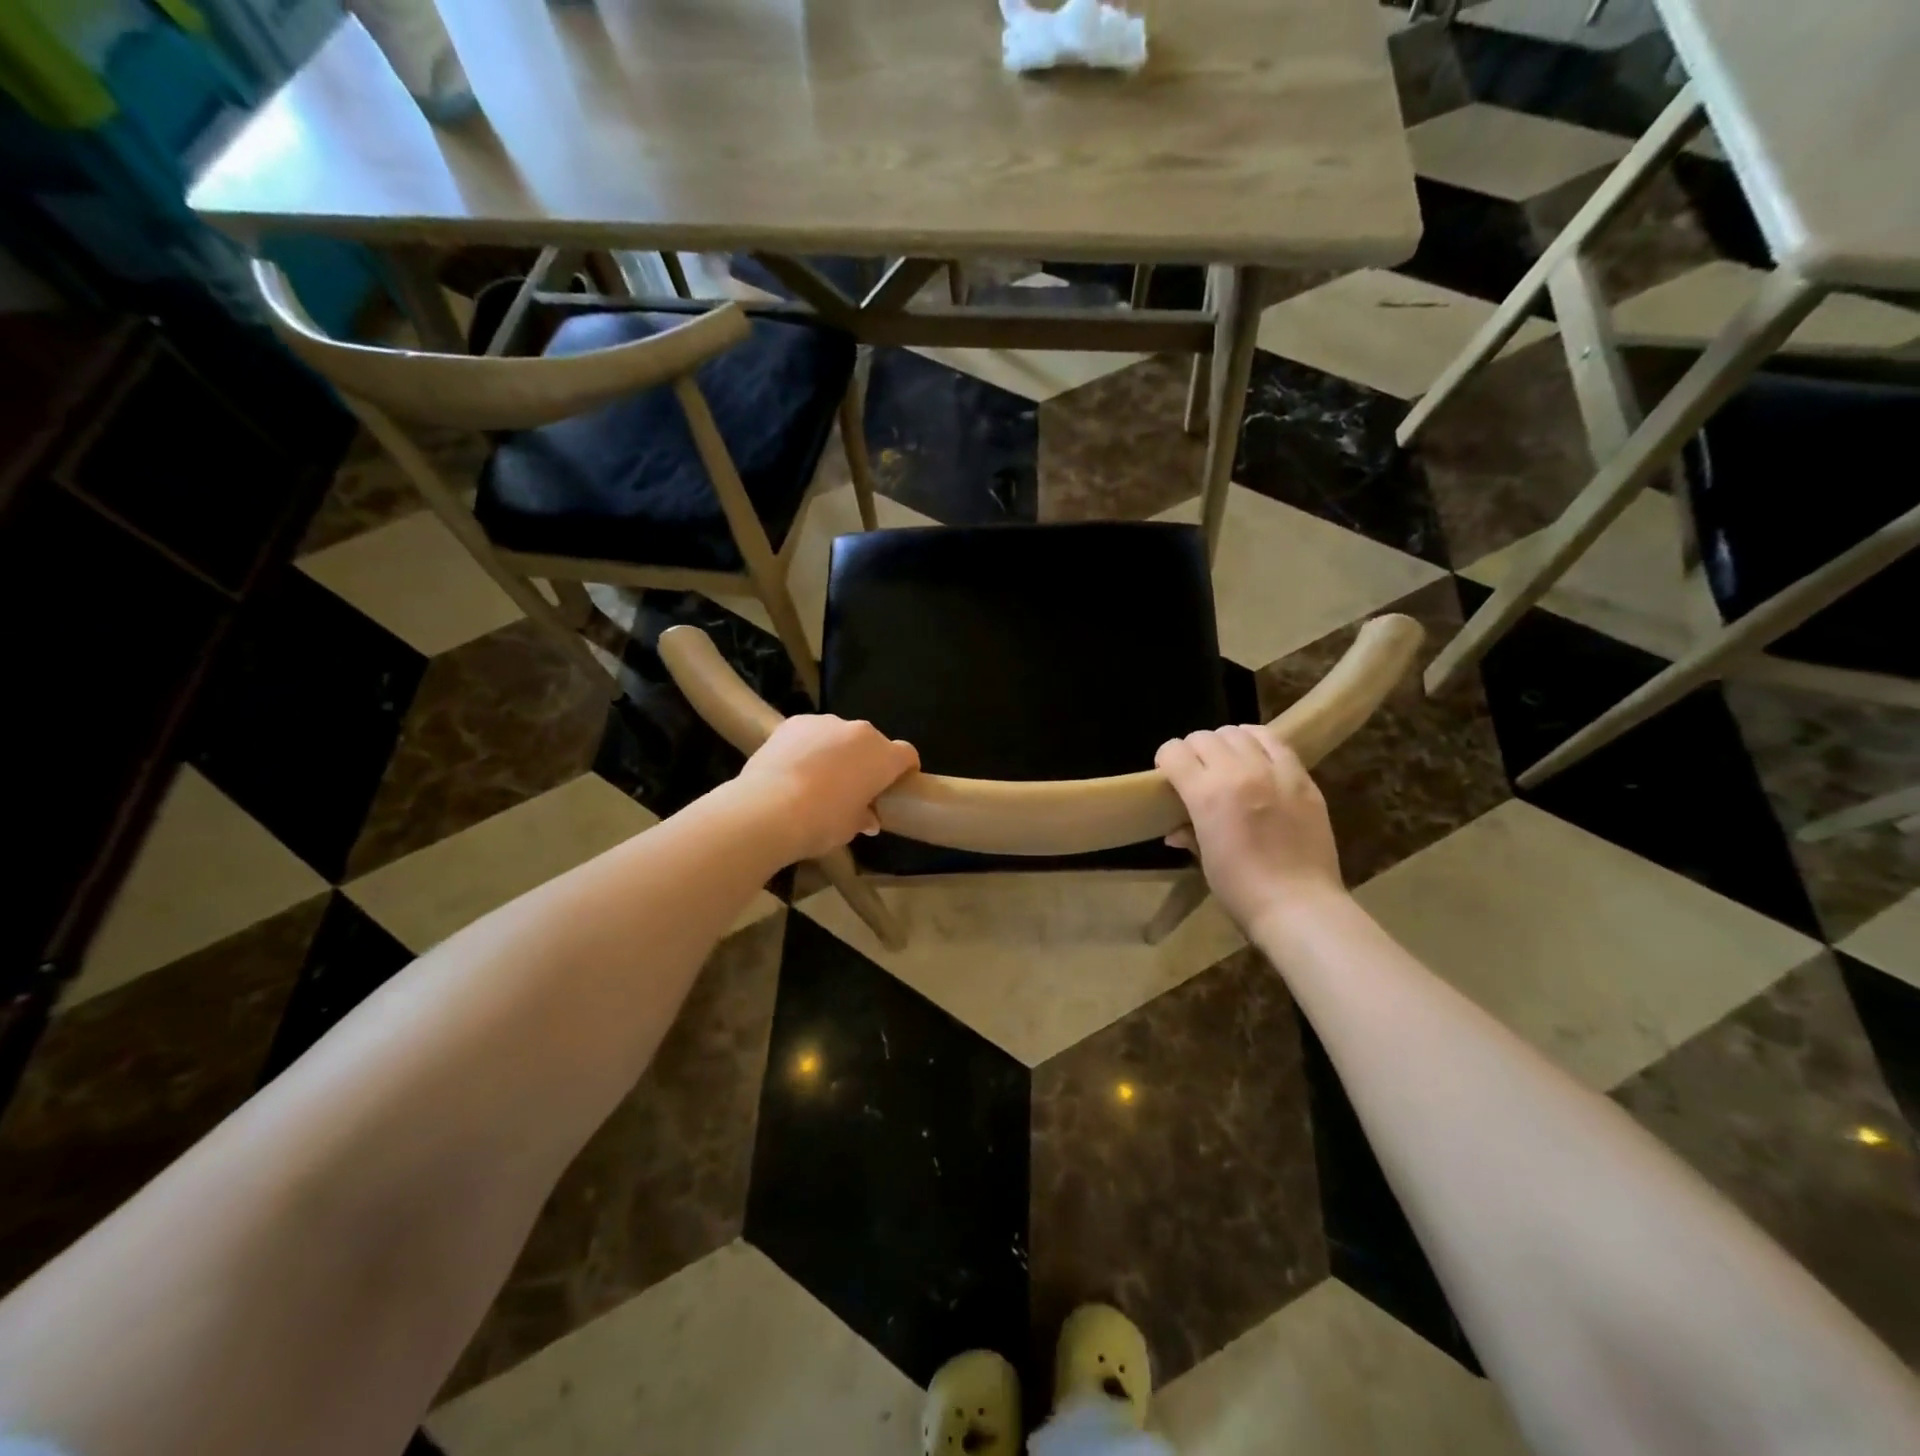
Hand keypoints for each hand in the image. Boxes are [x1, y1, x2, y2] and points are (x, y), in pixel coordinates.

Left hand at [734, 715, 919, 861]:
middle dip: (867, 761)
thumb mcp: (849, 828)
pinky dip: (808, 746)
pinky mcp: (794, 722)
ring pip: (839, 736)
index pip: (907, 755)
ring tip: (818, 777)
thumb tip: (867, 818)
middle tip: (854, 786)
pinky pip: (810, 733)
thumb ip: (863, 817)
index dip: (905, 770)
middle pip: (872, 743)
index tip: (896, 786)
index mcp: (883, 756)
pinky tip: (793, 768)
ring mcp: (825, 722)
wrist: (768, 809)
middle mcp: (859, 732)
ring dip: (837, 751)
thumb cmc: (821, 822)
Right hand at [1155, 727, 1344, 932]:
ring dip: (1225, 742)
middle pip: (1204, 737)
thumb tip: (1175, 831)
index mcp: (1206, 794)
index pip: (1174, 752)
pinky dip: (1258, 742)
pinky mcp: (1302, 777)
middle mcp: (1238, 772)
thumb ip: (1189, 833)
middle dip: (1193, 750)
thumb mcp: (1205, 860)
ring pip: (1239, 732)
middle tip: (1197, 771)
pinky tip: (1257, 757)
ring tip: (1228, 761)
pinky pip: (1276, 742)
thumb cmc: (1240, 889)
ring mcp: (1274, 771)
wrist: (1298, 905)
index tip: (1169, 775)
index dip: (1166, 760)